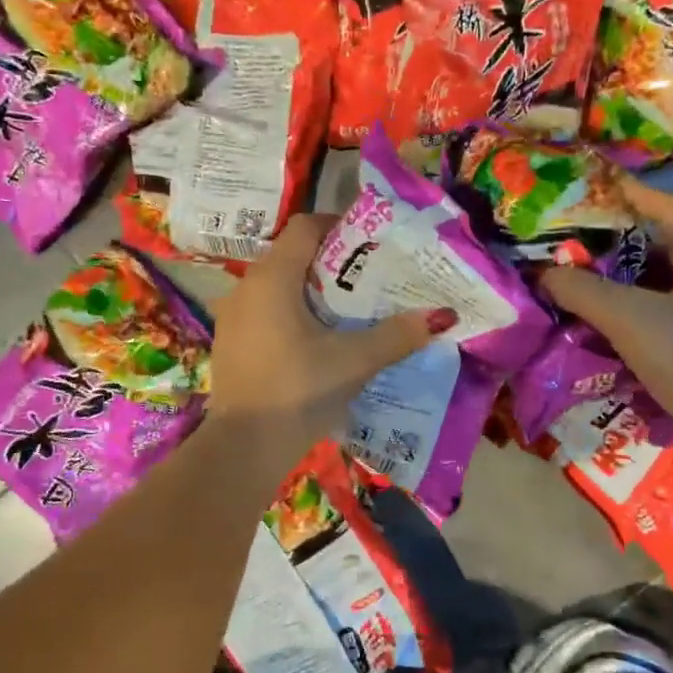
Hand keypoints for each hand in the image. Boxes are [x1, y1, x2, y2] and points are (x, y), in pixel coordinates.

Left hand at [209, 213, 453, 463]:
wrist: (243, 448)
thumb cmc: (298, 391)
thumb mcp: (354, 361)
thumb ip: (397, 335)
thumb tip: (441, 316)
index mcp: (273, 278)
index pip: (305, 226)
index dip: (339, 225)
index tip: (370, 242)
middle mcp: (246, 287)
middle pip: (292, 256)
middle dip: (332, 262)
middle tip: (369, 278)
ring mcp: (232, 316)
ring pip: (277, 286)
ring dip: (311, 291)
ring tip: (348, 311)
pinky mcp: (230, 343)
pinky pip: (264, 312)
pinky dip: (291, 314)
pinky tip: (315, 342)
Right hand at [540, 175, 672, 442]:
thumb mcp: (626, 317)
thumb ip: (580, 290)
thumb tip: (543, 274)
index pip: (666, 207)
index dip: (629, 194)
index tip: (595, 185)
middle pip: (665, 239)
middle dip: (621, 236)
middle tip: (580, 233)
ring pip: (667, 272)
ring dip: (628, 271)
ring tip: (587, 269)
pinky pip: (671, 299)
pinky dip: (640, 297)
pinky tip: (611, 308)